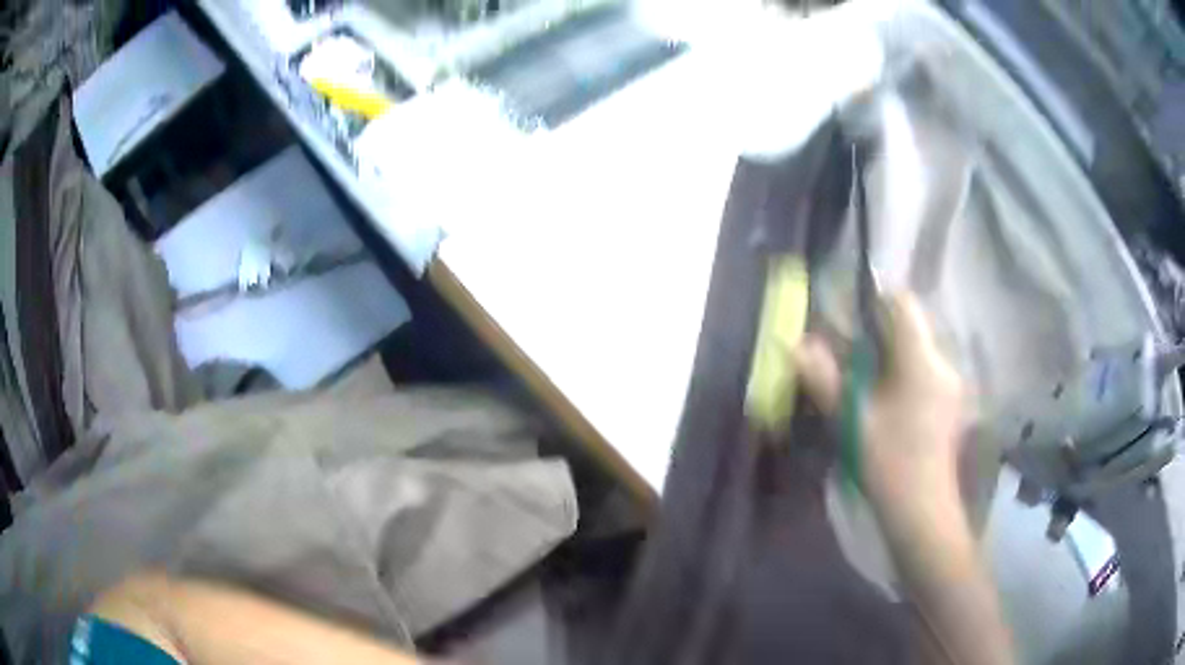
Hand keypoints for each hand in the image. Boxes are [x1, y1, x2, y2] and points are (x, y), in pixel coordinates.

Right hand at [793, 291, 965, 515]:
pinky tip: (890, 402)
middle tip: (852, 357)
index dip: (876, 301)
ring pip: (918, 348)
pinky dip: (905, 372)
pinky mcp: (952, 400)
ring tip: (869, 382)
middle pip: (911, 326)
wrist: (923, 508)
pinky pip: (926, 368)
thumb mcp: (852, 420)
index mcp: (921, 360)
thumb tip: (797, 345)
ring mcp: (951, 381)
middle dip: (880, 332)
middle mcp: (942, 362)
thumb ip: (825, 378)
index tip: (852, 321)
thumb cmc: (888, 463)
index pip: (904, 303)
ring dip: (892, 354)